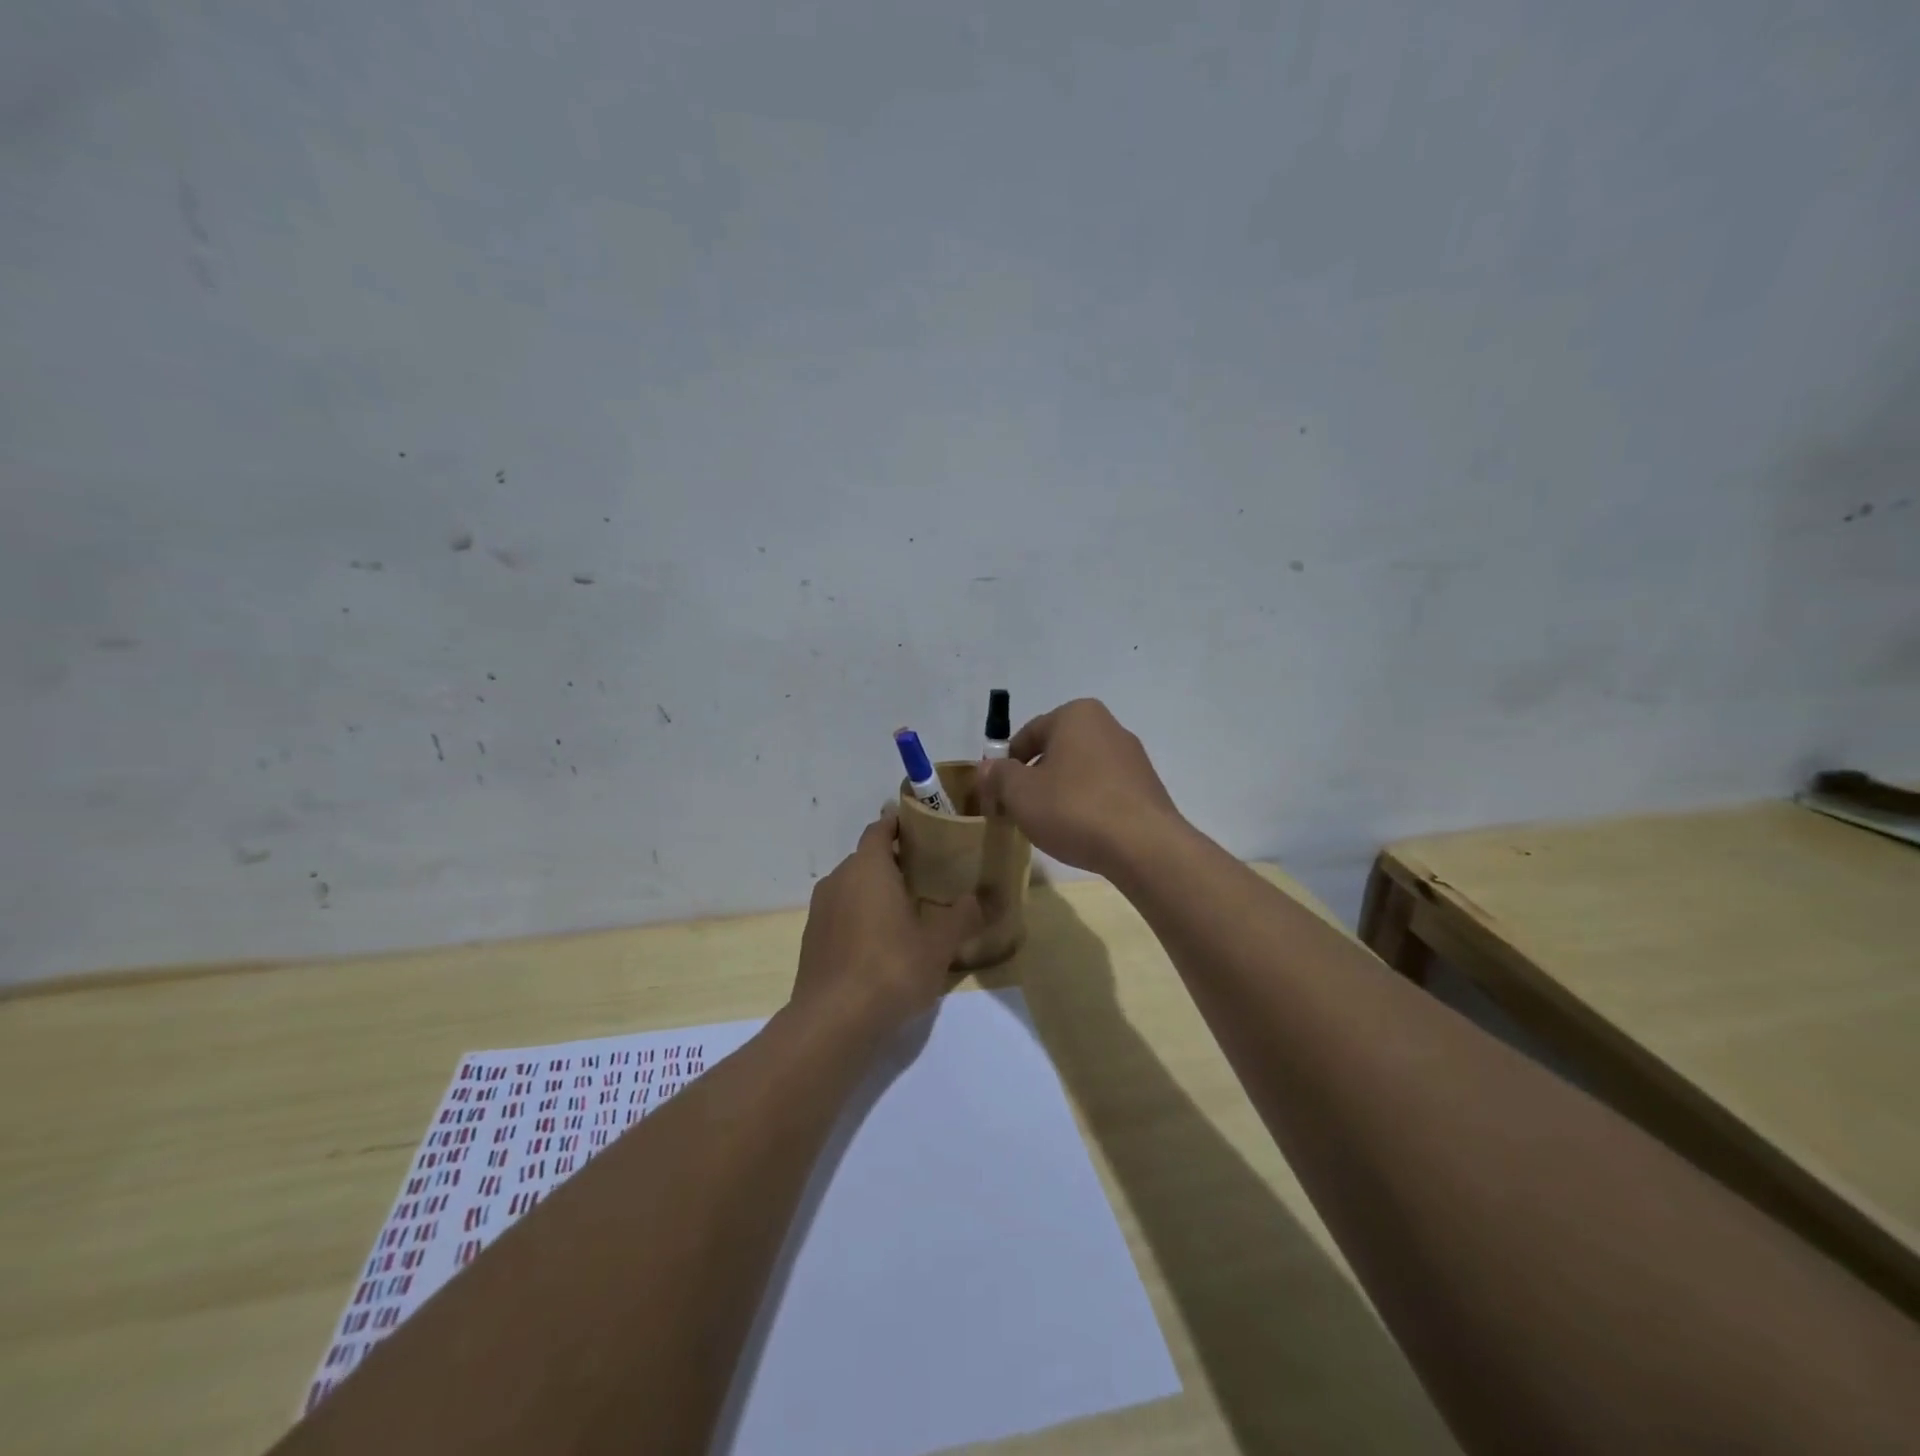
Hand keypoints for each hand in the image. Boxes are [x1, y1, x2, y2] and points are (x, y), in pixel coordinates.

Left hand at [792, 807, 983, 1036]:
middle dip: (895, 863)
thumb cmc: (890, 969)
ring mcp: (820, 910)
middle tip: (929, 876)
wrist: (833, 1022)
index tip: (926, 830)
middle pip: (867, 858)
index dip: (901, 825)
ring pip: (853, 887)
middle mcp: (838, 879)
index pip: (881, 828)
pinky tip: (882, 944)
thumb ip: (961, 917)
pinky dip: (861, 917)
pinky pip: (842, 914)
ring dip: (877, 892)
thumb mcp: (938, 945)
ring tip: (909, 911)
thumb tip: (978, 900)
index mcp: (867, 867)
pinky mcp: (812, 939)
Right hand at [977, 698, 1183, 878]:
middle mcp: (1108, 726)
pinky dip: (1086, 806)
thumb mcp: (1020, 793)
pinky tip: (1080, 832)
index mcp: (1076, 715)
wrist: (1144, 846)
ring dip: (1059, 793)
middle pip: (1055, 751)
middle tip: (1017, 811)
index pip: (1027, 734)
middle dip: (1033, 779)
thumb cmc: (1074, 808)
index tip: (994, 795)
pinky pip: (1103, 791)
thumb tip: (987, 769)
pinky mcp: (1146, 788)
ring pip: (1079, 772)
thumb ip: (998, 776)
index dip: (1004, 765)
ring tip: (1048, 826)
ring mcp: (1132, 757)